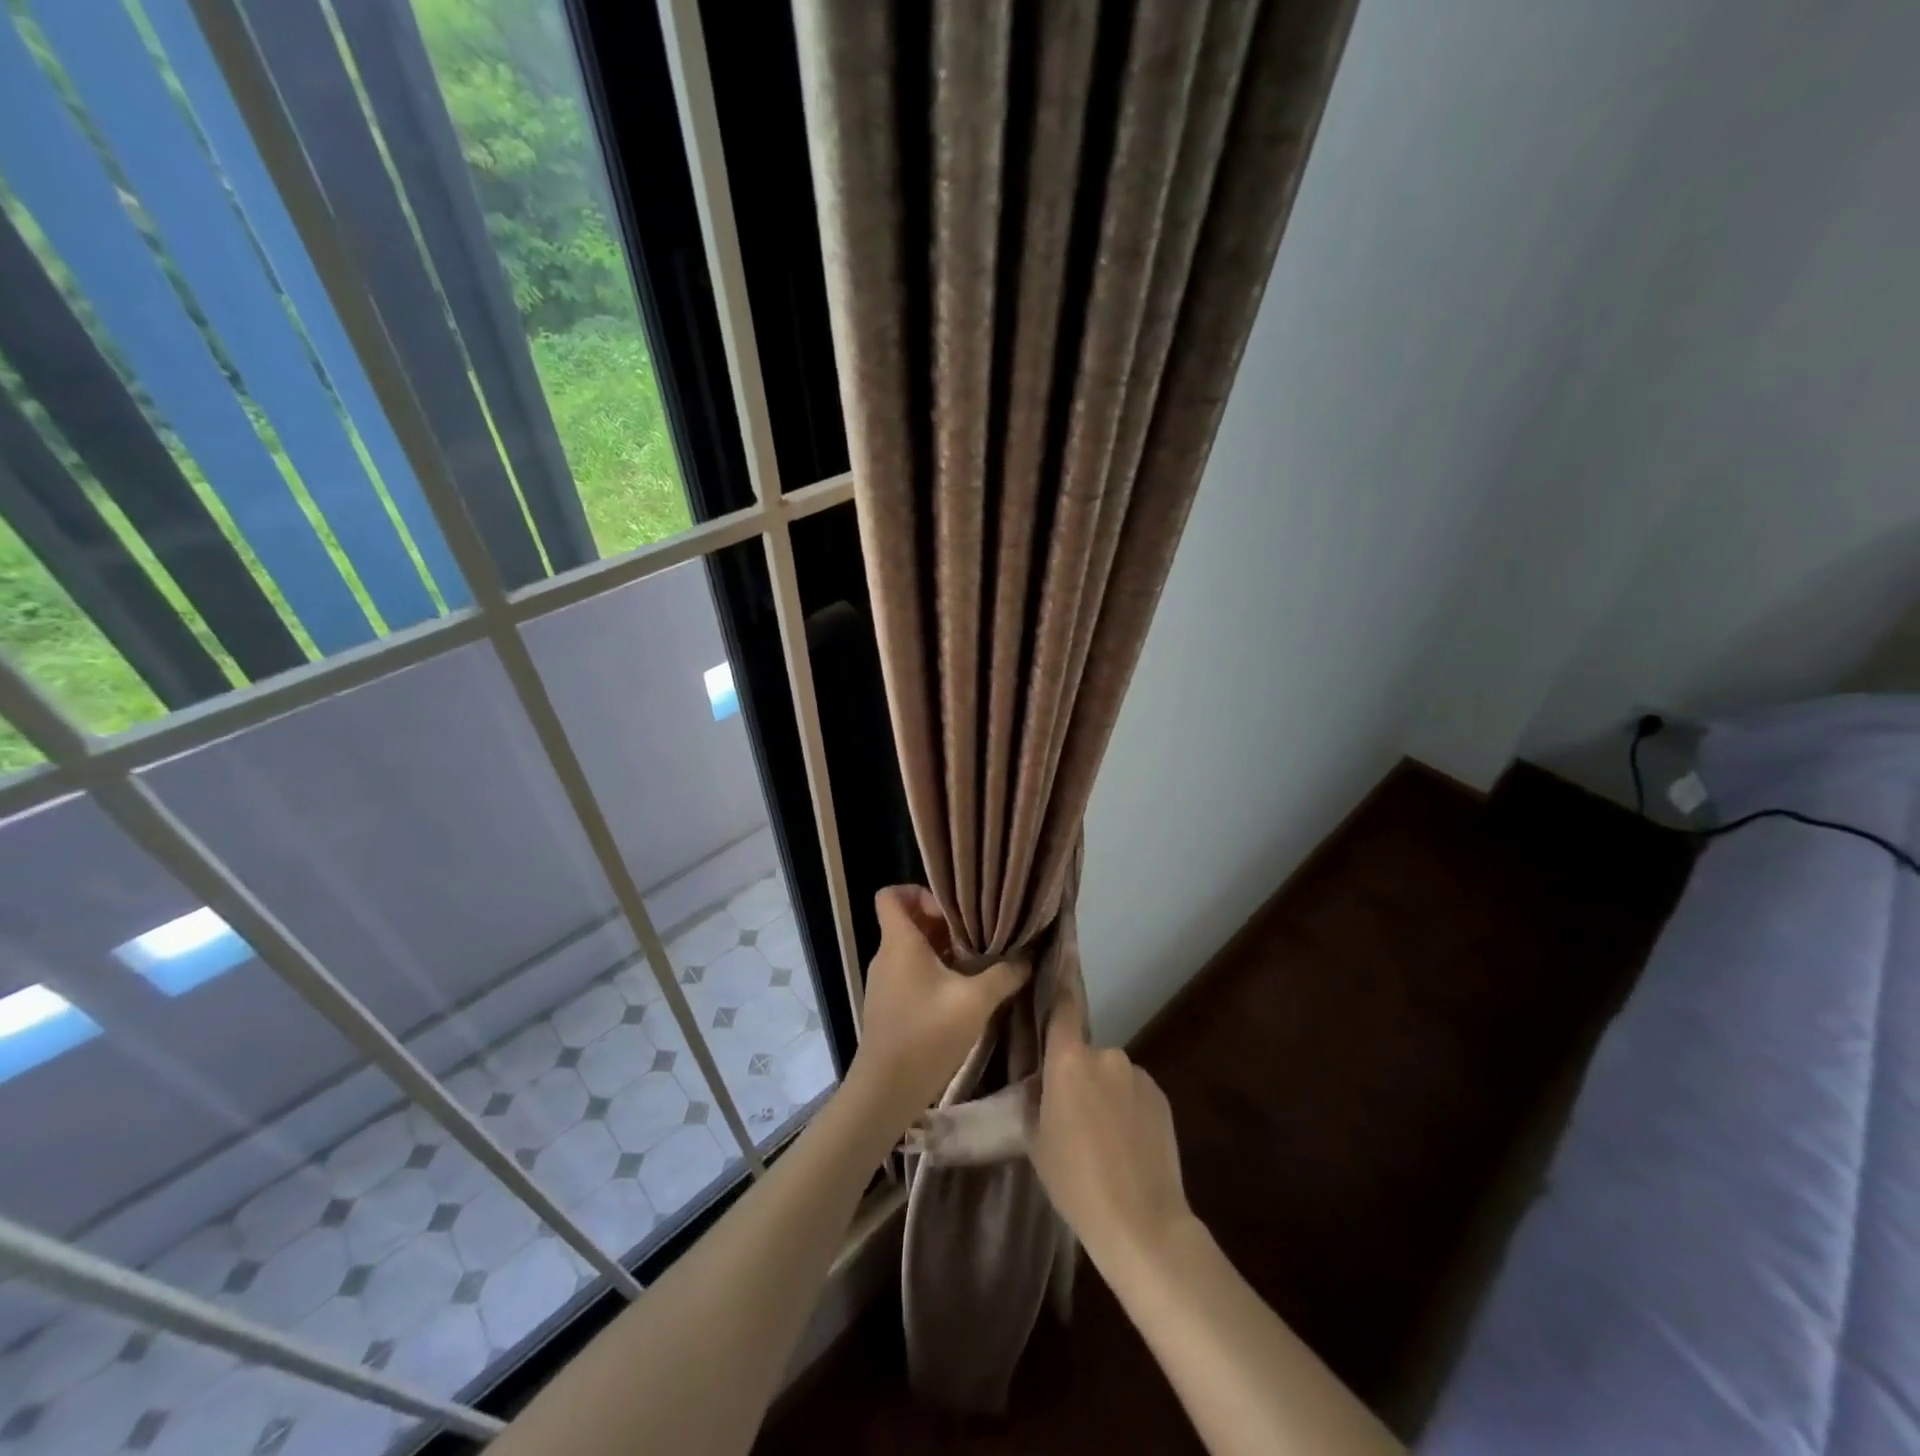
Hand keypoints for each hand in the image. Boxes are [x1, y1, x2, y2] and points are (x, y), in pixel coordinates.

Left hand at [848, 886, 1027, 1124]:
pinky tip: (961, 992)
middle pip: (908, 920)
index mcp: (899, 942)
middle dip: (942, 922)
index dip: (918, 892)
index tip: (950, 911)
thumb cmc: (926, 1035)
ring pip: (911, 948)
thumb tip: (1026, 959)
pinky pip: (910, 971)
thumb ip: (1003, 975)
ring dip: (941, 950)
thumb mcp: (975, 1002)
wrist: (885, 1090)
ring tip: (975, 963)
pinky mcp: (889, 1004)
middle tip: (975, 936)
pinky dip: (934, 972)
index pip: (890, 895)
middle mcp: (886, 955)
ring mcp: (885, 981)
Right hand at [1029, 994, 1192, 1275]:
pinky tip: (1127, 1145)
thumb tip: (1044, 1078)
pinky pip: (1133, 1092)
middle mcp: (1105, 1054)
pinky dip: (1127, 1109)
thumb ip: (1037, 1095)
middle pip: (1083, 1053)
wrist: (1141, 1223)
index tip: (1063, 945)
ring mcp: (1138, 1074)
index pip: (1062, 1005)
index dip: (1061, 976)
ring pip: (1110, 1075)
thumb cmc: (1074, 1180)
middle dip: (1077, 1075)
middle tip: (1071, 1117)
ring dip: (1104, 1094)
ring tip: (1102, 1140)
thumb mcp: (1036, 1137)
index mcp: (1068, 1060)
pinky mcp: (1161, 1096)